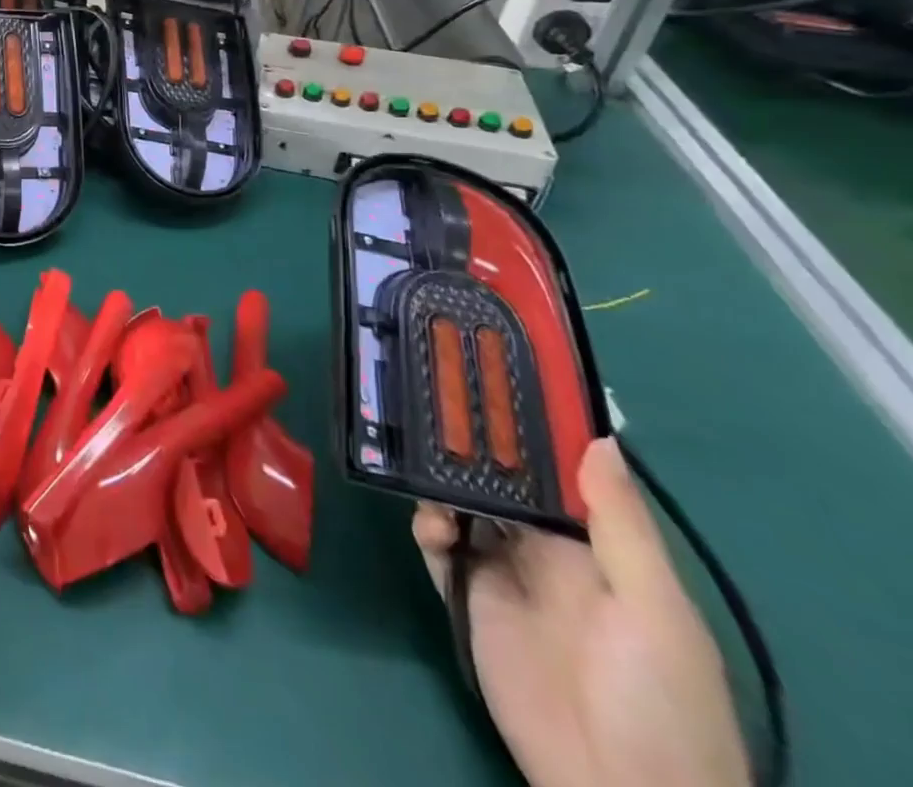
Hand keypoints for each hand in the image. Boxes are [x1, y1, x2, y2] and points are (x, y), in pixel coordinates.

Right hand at [413, 438, 748, 786]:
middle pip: (501, 484)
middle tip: (437, 409)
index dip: (531, 433)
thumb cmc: (659, 698)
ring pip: (463, 506)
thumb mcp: (655, 611)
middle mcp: (547, 551)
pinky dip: (427, 526)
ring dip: (443, 484)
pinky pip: (437, 548)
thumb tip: (598, 438)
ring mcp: (503, 573)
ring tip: (424, 467)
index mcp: (598, 548)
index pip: (559, 475)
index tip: (496, 385)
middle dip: (472, 450)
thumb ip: (620, 527)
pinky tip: (430, 525)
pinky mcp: (466, 596)